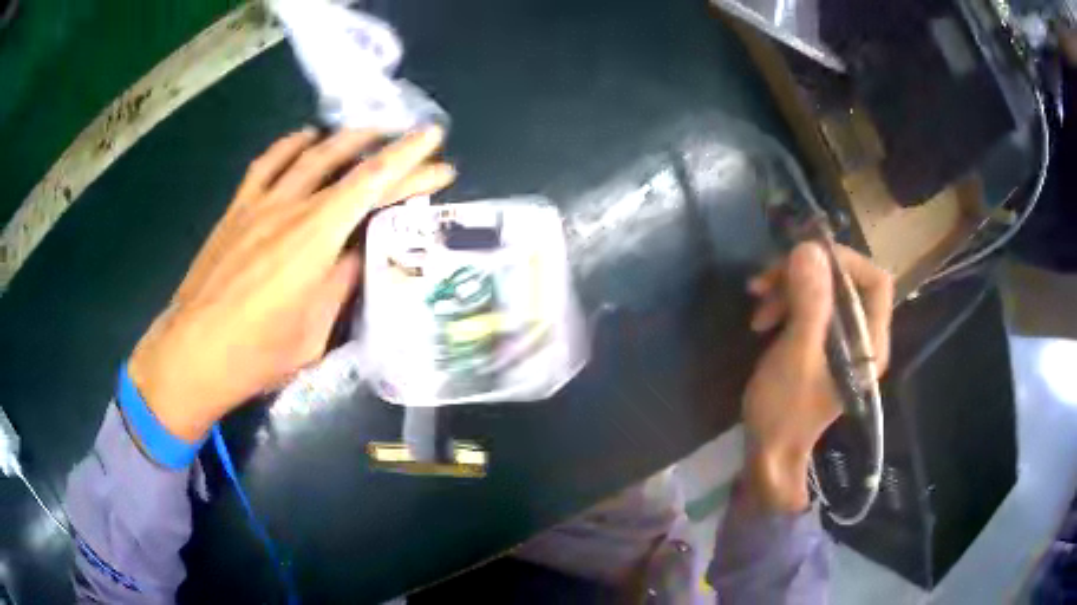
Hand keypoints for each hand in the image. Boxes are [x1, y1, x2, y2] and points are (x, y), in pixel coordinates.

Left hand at [128, 127, 454, 441]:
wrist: (192, 353)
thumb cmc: (257, 354)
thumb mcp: (315, 332)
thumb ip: (341, 284)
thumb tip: (361, 254)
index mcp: (317, 238)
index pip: (375, 185)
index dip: (412, 165)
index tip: (439, 154)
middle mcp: (291, 207)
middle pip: (348, 162)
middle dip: (388, 147)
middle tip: (412, 142)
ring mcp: (260, 203)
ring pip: (310, 152)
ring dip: (346, 138)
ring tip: (369, 134)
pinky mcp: (237, 208)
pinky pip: (267, 162)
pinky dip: (292, 144)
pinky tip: (305, 140)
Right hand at [741, 242, 892, 512]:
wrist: (768, 453)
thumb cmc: (785, 411)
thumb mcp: (797, 355)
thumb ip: (810, 303)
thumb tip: (809, 249)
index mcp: (870, 342)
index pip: (876, 280)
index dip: (844, 262)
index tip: (802, 261)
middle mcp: (863, 336)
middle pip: (846, 281)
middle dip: (806, 273)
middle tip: (766, 281)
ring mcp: (843, 340)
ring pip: (824, 291)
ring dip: (789, 287)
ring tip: (758, 301)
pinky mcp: (823, 344)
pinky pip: (811, 306)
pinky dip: (787, 302)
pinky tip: (763, 316)